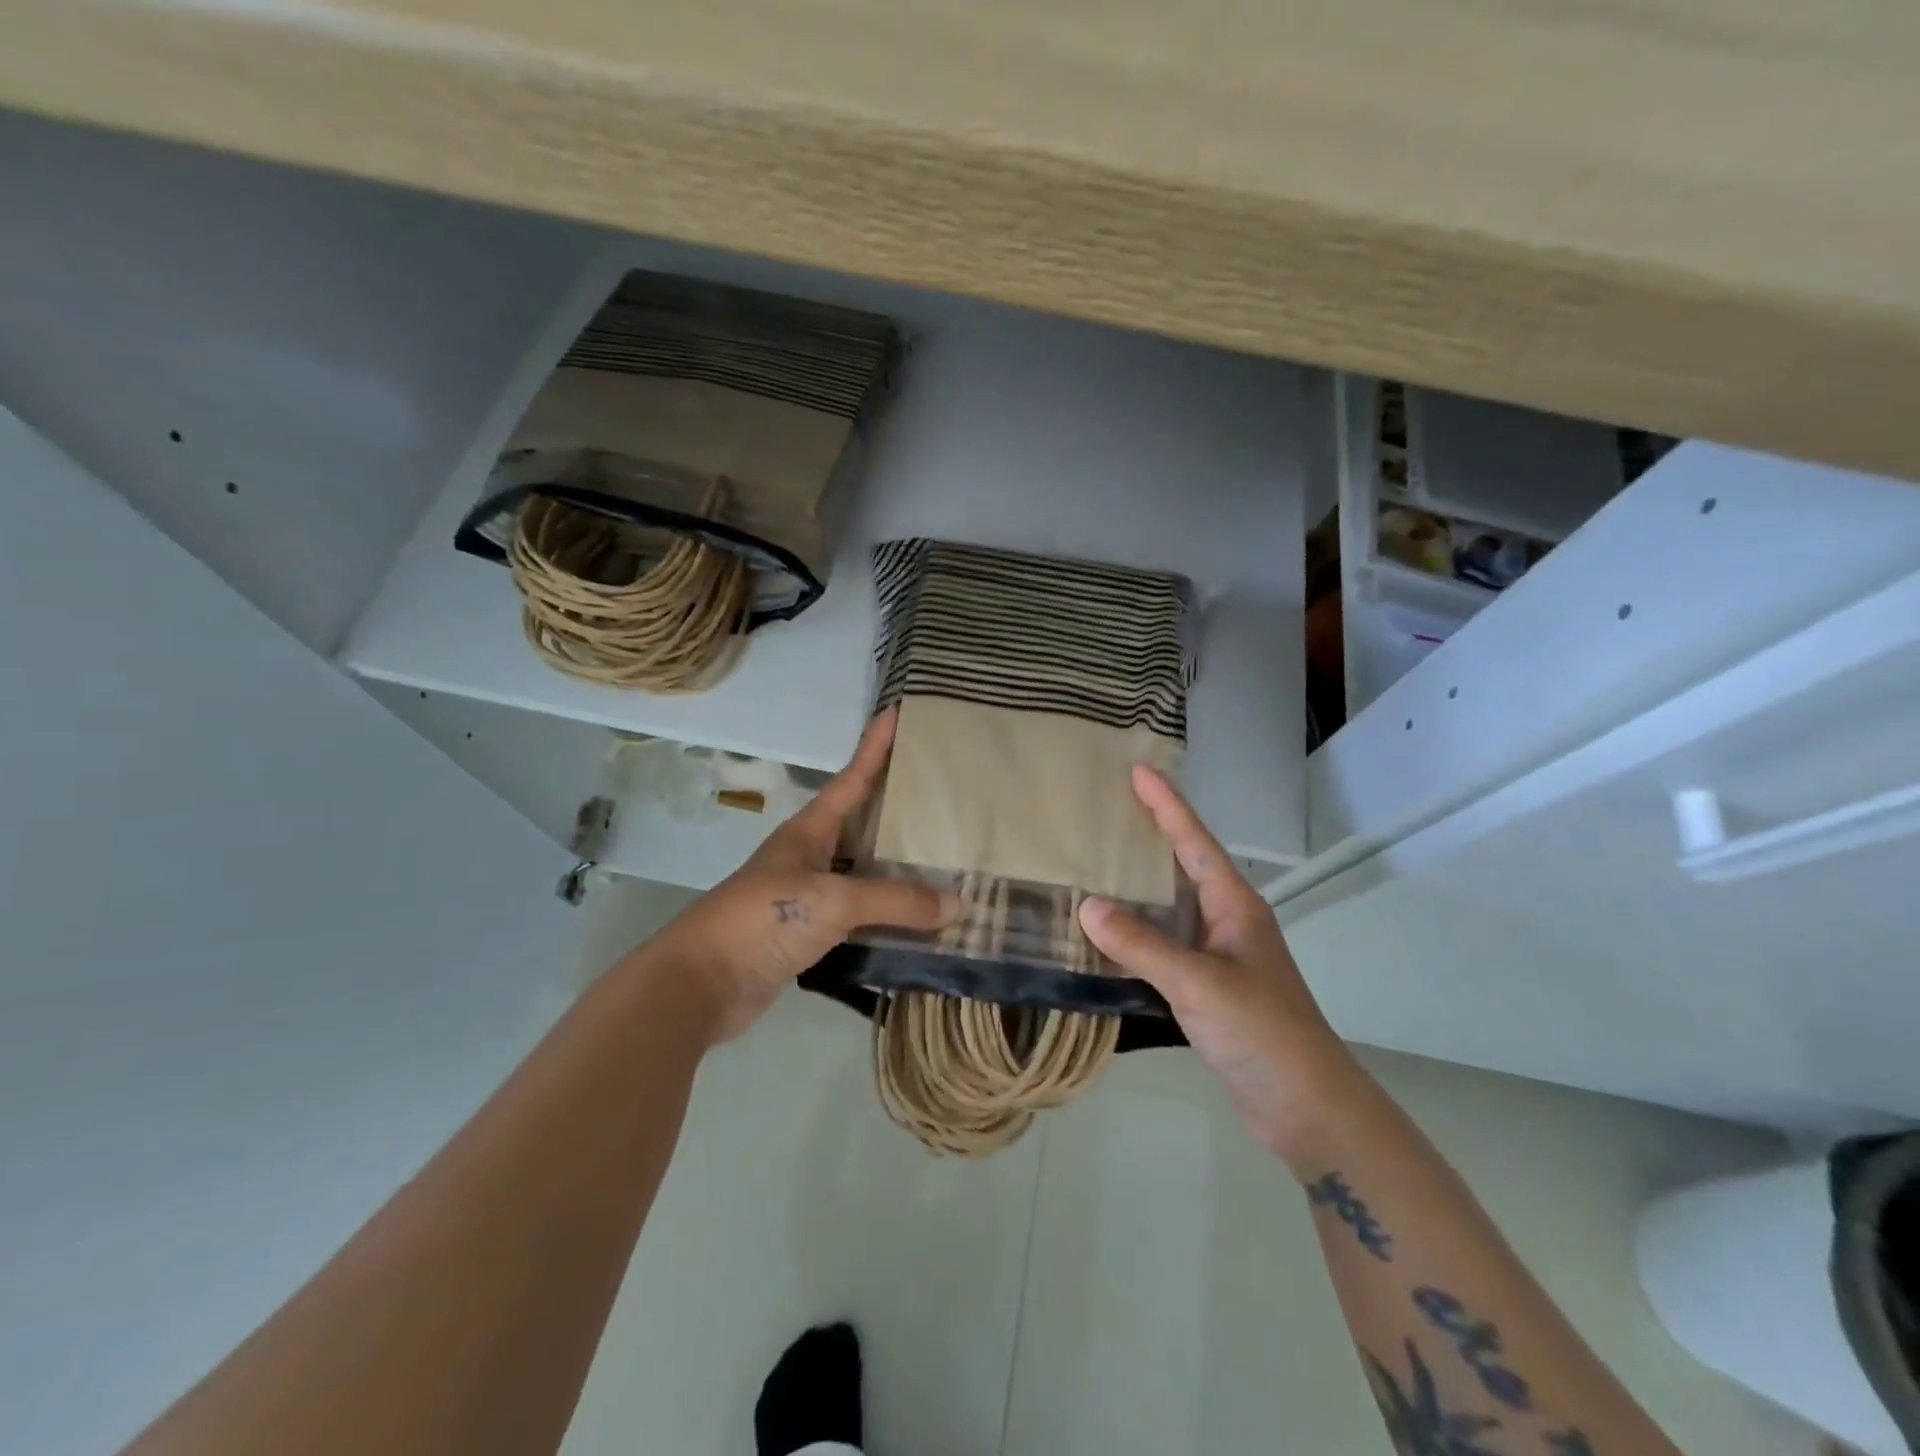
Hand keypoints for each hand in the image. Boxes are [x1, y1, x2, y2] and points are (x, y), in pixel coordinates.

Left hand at [655, 708, 955, 1043]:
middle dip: (898, 807)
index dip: (875, 747)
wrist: (703, 982)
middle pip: (863, 823)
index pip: (851, 778)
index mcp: (810, 831)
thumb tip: (957, 902)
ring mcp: (809, 896)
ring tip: (945, 857)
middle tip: (943, 793)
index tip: (897, 712)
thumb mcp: (833, 900)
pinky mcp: (809, 935)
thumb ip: (895, 899)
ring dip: (899, 869)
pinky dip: (889, 916)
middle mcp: (811, 856)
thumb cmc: (763, 918)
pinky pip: (860, 916)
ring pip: (865, 872)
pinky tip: (919, 919)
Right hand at [1078, 766, 1367, 1166]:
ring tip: (1096, 864)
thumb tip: (1088, 907)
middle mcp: (1227, 922)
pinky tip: (1106, 937)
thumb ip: (1142, 946)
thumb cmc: (1262, 1032)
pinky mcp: (1208, 989)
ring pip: (1170, 908)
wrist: (1306, 1108)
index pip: (1194, 841)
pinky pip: (1163, 947)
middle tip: (1107, 810)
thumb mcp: (1199, 983)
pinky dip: (1134, 936)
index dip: (1167, 804)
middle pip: (1182, 866)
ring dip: (1137, 888)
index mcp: (1234, 906)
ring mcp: (1218, 957)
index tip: (1138, 770)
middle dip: (1150, 835)